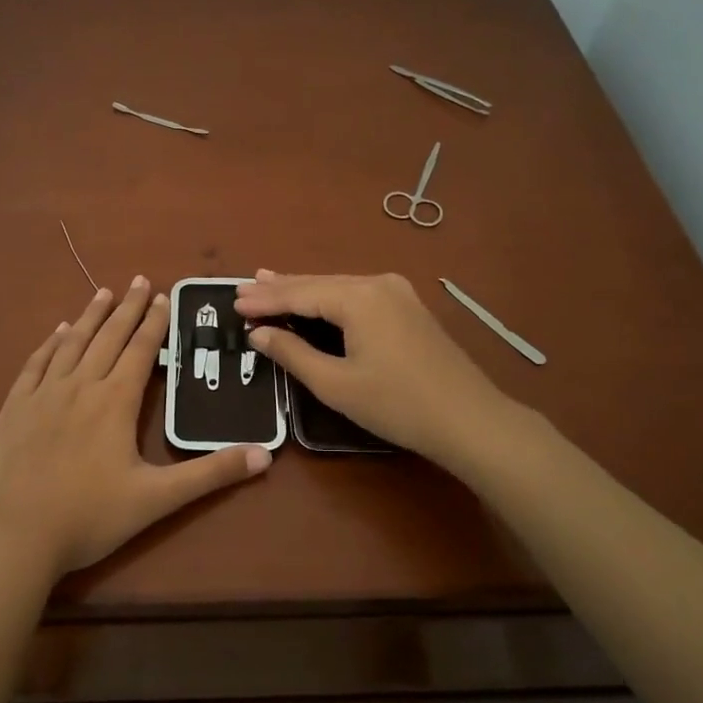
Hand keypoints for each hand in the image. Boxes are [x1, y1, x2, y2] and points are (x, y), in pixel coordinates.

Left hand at [0, 278, 271, 578]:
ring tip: (103, 293)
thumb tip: (265, 455)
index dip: (154, 322)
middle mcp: (81, 385)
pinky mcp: (14, 407)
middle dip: (127, 308)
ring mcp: (43, 393)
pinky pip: (35, 363)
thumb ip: (211, 474)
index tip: (162, 296)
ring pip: (71, 342)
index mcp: (115, 400)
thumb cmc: (89, 516)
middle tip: (139, 280)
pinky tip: (56, 332)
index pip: (141, 349)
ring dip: (90, 316)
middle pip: (108, 336)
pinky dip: (49, 343)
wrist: (14, 535)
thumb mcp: (157, 499)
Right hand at [235, 271, 510, 468]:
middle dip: (280, 289)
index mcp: (358, 297)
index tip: (233, 302)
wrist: (469, 419)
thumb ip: (293, 353)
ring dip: (304, 291)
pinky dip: (329, 299)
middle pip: (318, 284)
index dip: (265, 300)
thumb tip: (260, 334)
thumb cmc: (396, 405)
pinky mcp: (408, 307)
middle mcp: (378, 283)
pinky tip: (315, 299)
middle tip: (244, 289)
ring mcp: (398, 293)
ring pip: (338, 288)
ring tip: (268, 284)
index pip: (300, 293)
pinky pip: (357, 296)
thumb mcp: (335, 383)